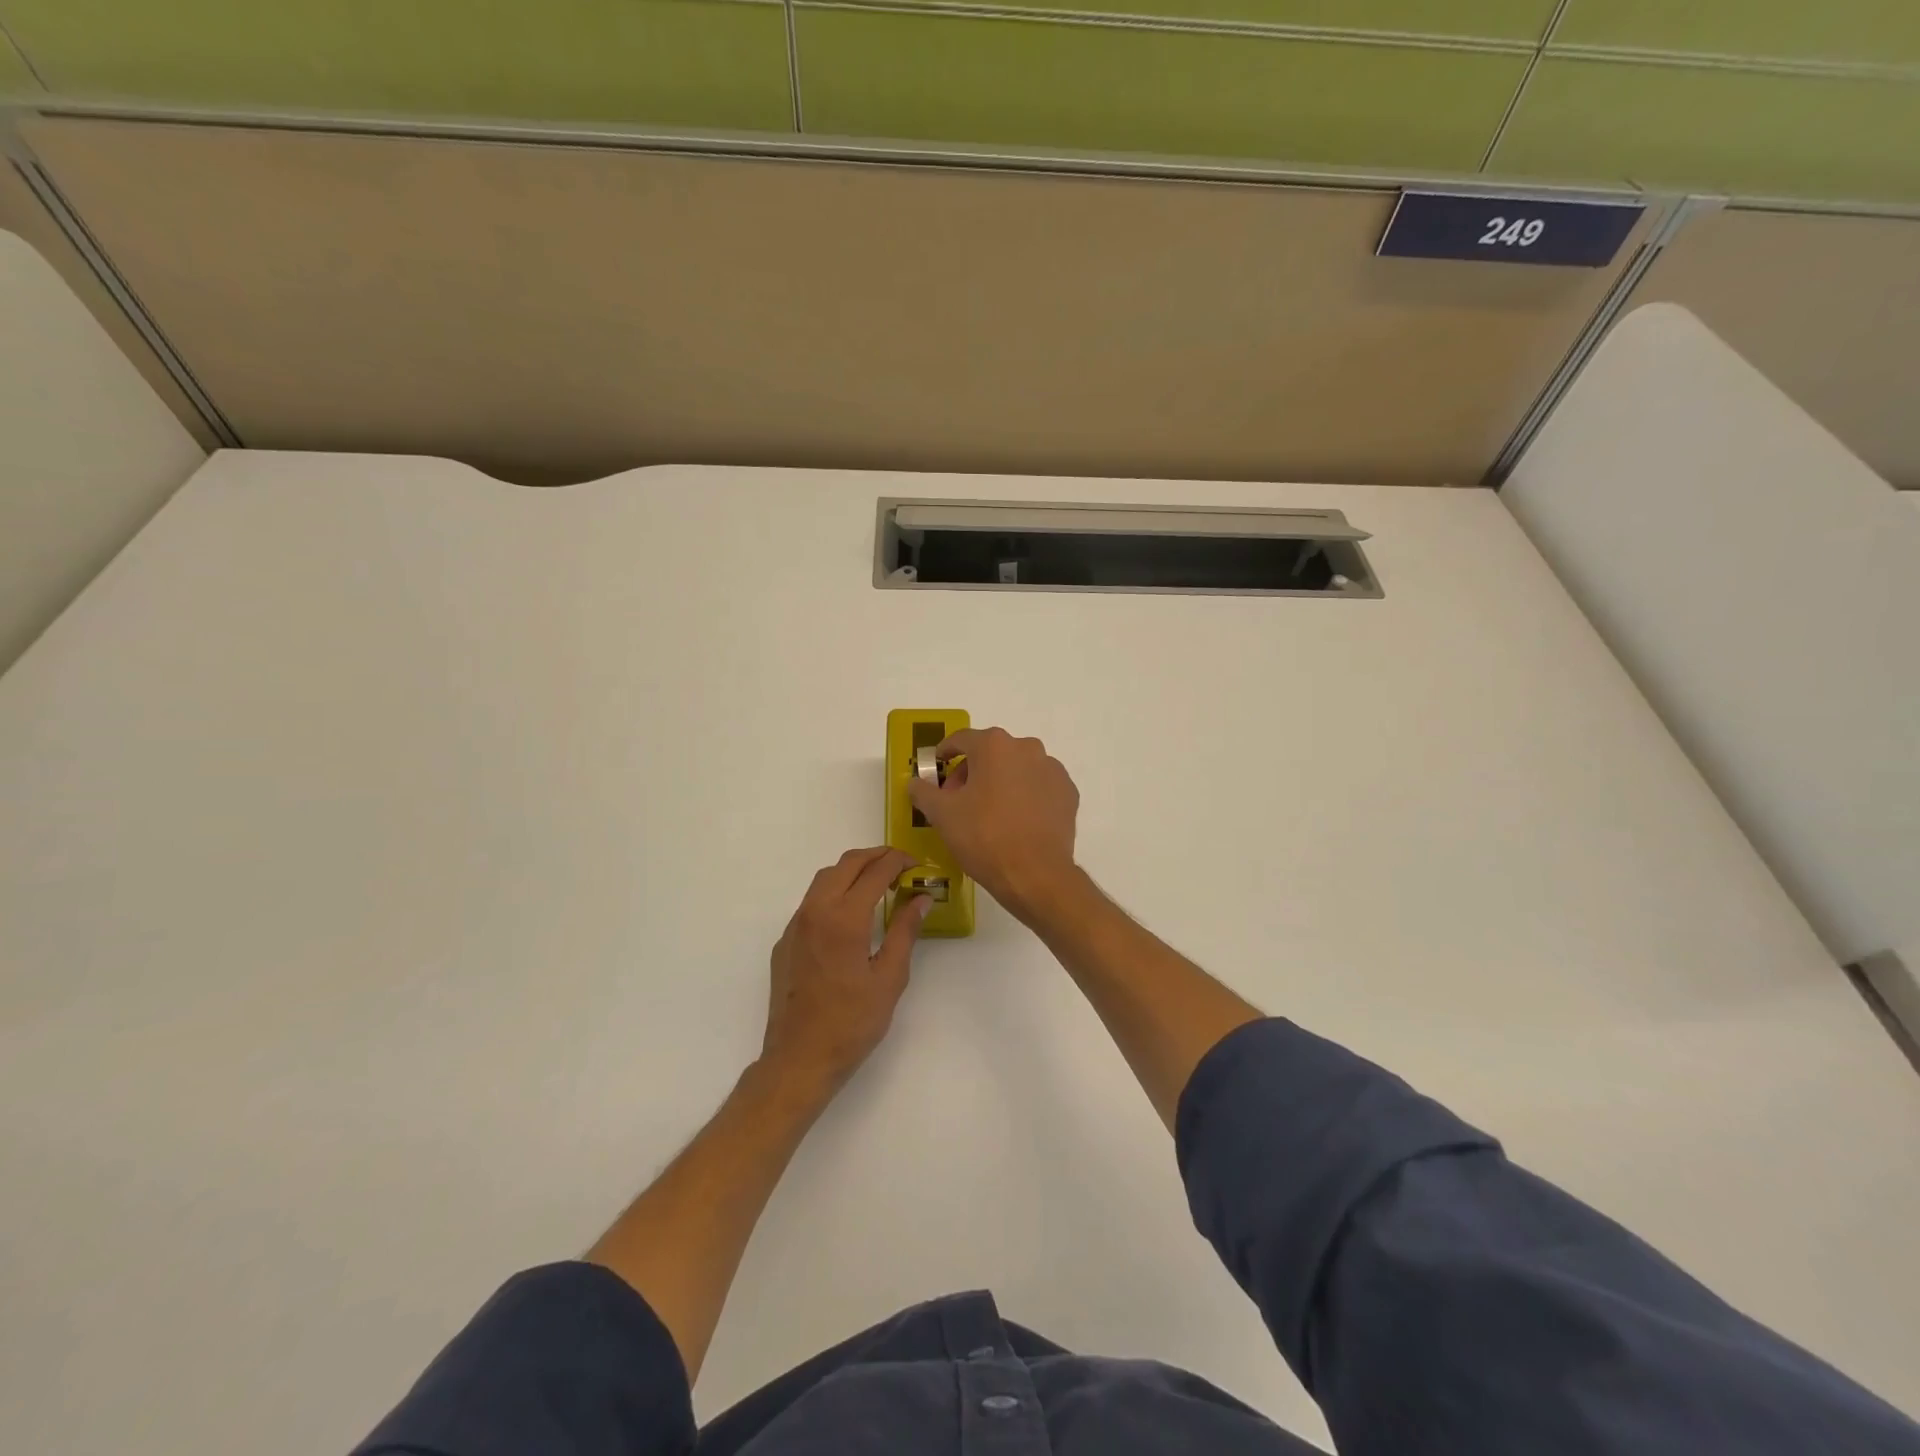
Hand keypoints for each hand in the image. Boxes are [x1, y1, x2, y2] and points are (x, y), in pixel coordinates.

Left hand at [761, 847, 929, 1099]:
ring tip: (878, 882)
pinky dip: (834, 892)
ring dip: (852, 870)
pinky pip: (811, 902)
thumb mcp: (890, 978)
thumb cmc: (852, 1023)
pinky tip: (850, 914)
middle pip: (846, 864)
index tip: (917, 865)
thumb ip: (905, 931)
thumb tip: (921, 897)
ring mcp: (795, 925)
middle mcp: (815, 911)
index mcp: (844, 918)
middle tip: (900, 865)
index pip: (875, 872)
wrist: (799, 1058)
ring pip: (824, 878)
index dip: (898, 862)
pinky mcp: (785, 941)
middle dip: (875, 856)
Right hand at [907, 727, 1080, 922]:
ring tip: (989, 813)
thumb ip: (924, 792)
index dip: (945, 753)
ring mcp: (1052, 770)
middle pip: (991, 753)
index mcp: (994, 746)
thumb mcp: (942, 815)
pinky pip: (1039, 787)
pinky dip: (1025, 797)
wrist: (1036, 875)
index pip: (961, 739)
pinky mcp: (1068, 793)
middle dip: (972, 772)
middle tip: (959, 800)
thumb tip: (916, 782)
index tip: (937, 768)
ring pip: (1017, 769)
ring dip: (1001, 783)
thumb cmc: (984, 837)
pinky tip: (1016, 822)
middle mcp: (1027, 748)